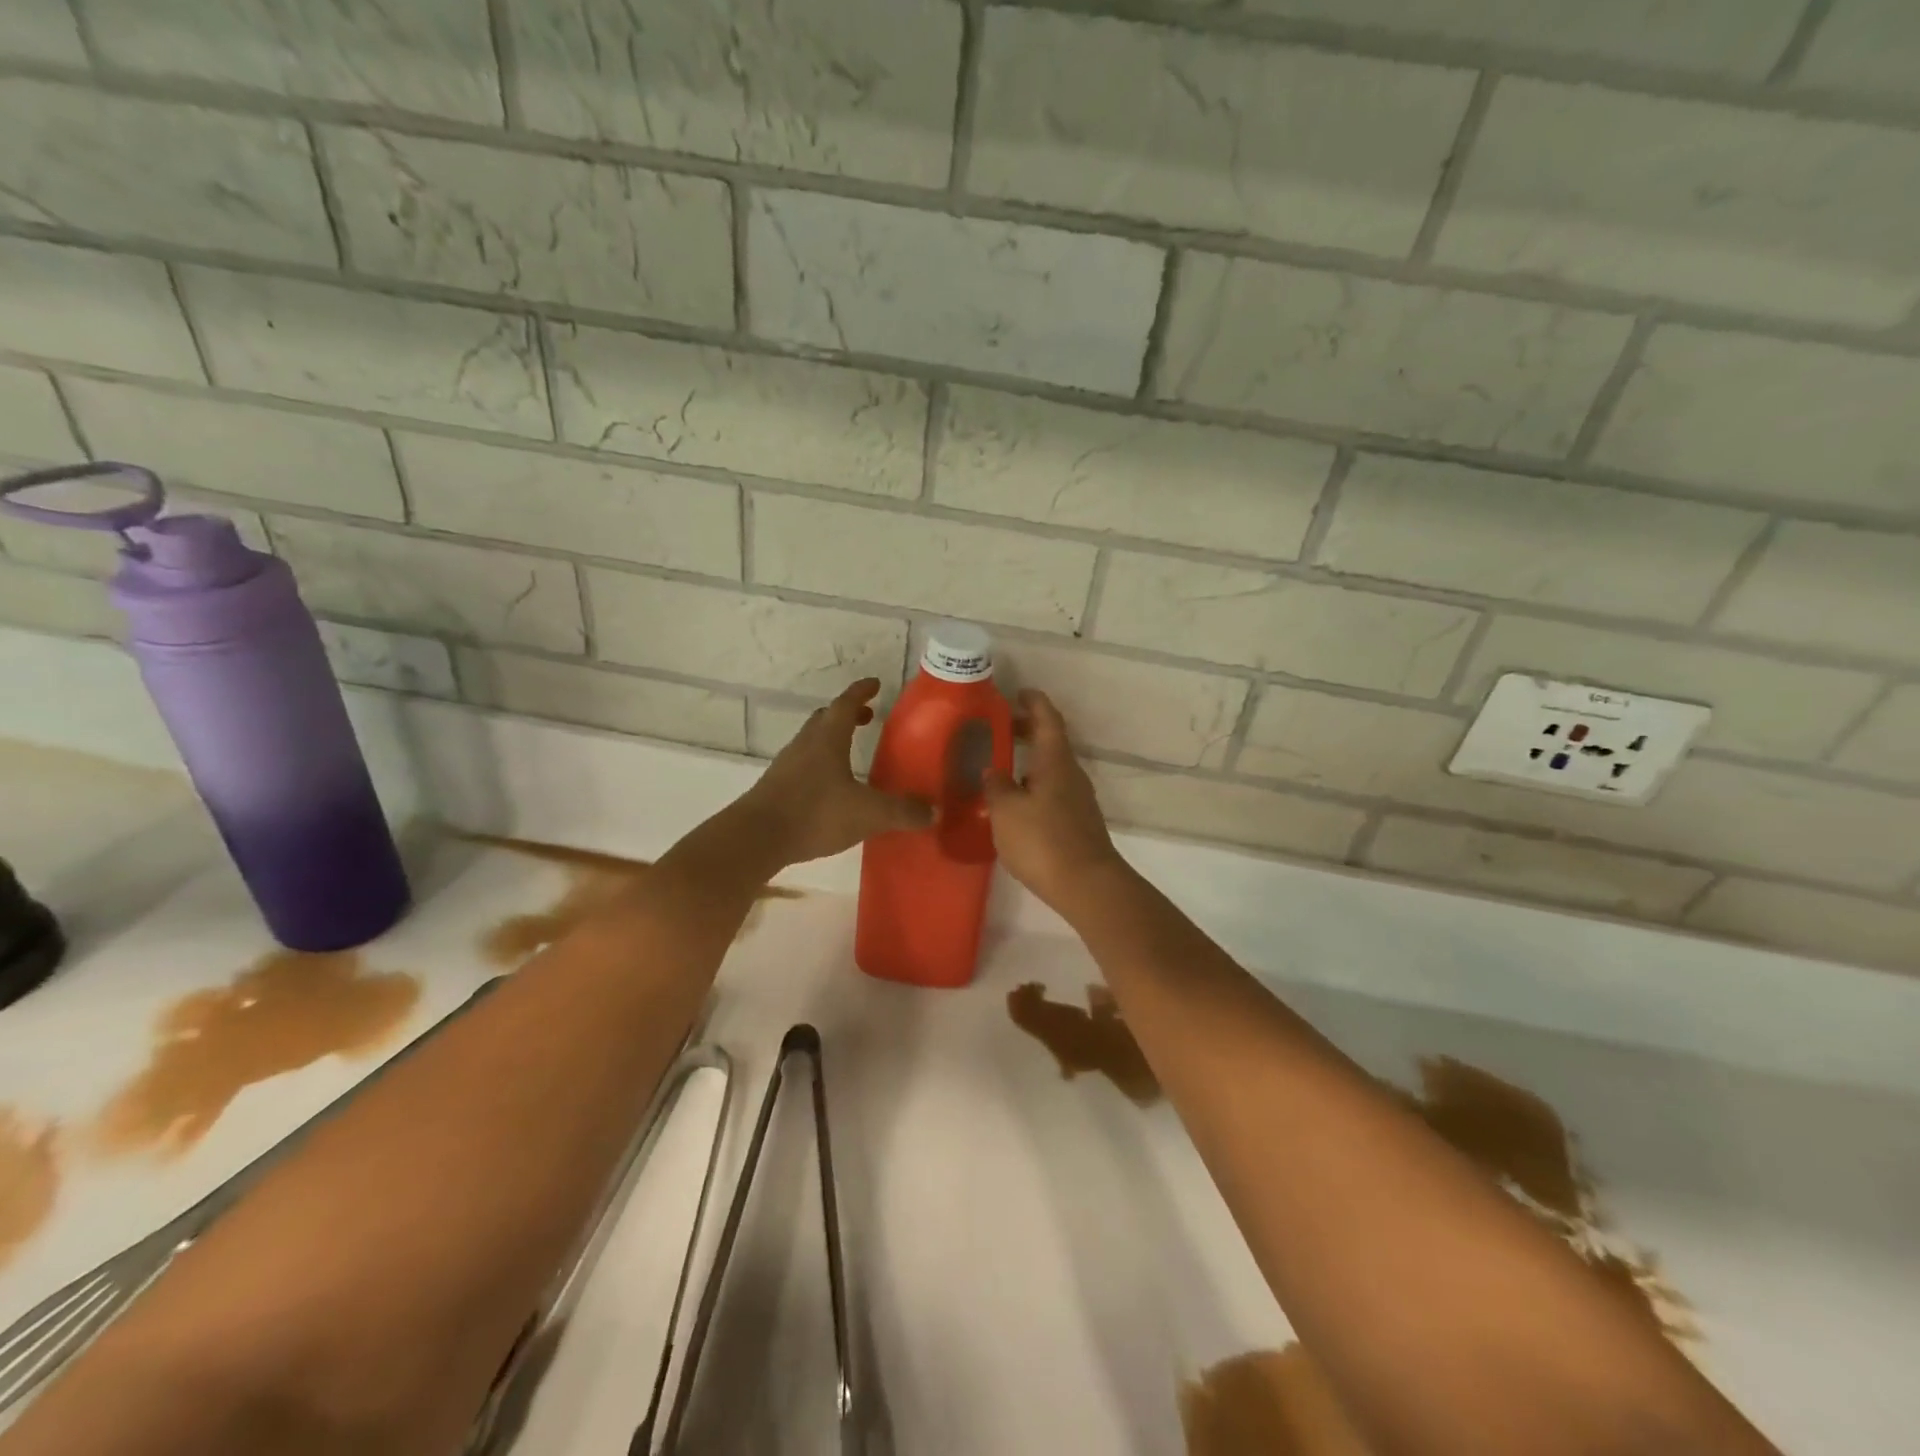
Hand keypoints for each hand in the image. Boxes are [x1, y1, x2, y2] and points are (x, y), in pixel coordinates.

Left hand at [736, 679, 930, 867]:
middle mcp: (805, 745)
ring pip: (811, 742)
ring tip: (850, 752)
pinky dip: (820, 765)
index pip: (846, 704)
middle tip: (867, 717)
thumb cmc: (815, 813)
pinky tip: (830, 787)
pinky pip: (802, 766)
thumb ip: (902, 811)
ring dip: (831, 740)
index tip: (875, 684)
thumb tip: (934, 812)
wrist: (757, 838)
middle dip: (847, 715)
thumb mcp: (868, 814)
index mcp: (827, 739)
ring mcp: (786, 766)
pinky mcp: (776, 788)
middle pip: (825, 719)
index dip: (861, 692)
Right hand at [983, 690, 1127, 910]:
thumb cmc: (1043, 840)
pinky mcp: (1078, 822)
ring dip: (1030, 760)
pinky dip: (1035, 784)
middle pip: (1051, 742)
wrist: (1086, 885)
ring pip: (1052, 768)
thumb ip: (996, 786)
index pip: (1047, 719)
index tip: (1019, 692)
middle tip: (1001, 728)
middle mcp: (1071, 774)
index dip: (1034, 702)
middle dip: (1028, 730)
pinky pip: (1053, 790)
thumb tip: (993, 771)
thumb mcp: (1006, 811)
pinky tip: (1017, 802)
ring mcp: (1078, 799)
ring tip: (1002, 767)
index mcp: (1055, 761)